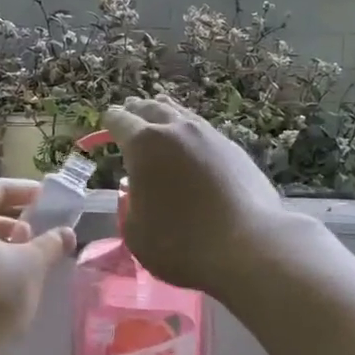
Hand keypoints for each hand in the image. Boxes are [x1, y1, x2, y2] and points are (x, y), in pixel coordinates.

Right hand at [101, 96, 293, 296]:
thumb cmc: (181, 243)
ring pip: (182, 115)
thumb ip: (129, 206)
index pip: (120, 121)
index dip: (109, 123)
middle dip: (137, 110)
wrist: (248, 246)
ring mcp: (210, 136)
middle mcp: (177, 130)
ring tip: (160, 112)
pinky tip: (192, 143)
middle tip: (130, 110)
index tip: (106, 125)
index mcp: (144, 144)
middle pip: (152, 108)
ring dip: (166, 113)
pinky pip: (204, 132)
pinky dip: (191, 132)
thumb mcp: (136, 233)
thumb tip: (135, 192)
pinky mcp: (235, 150)